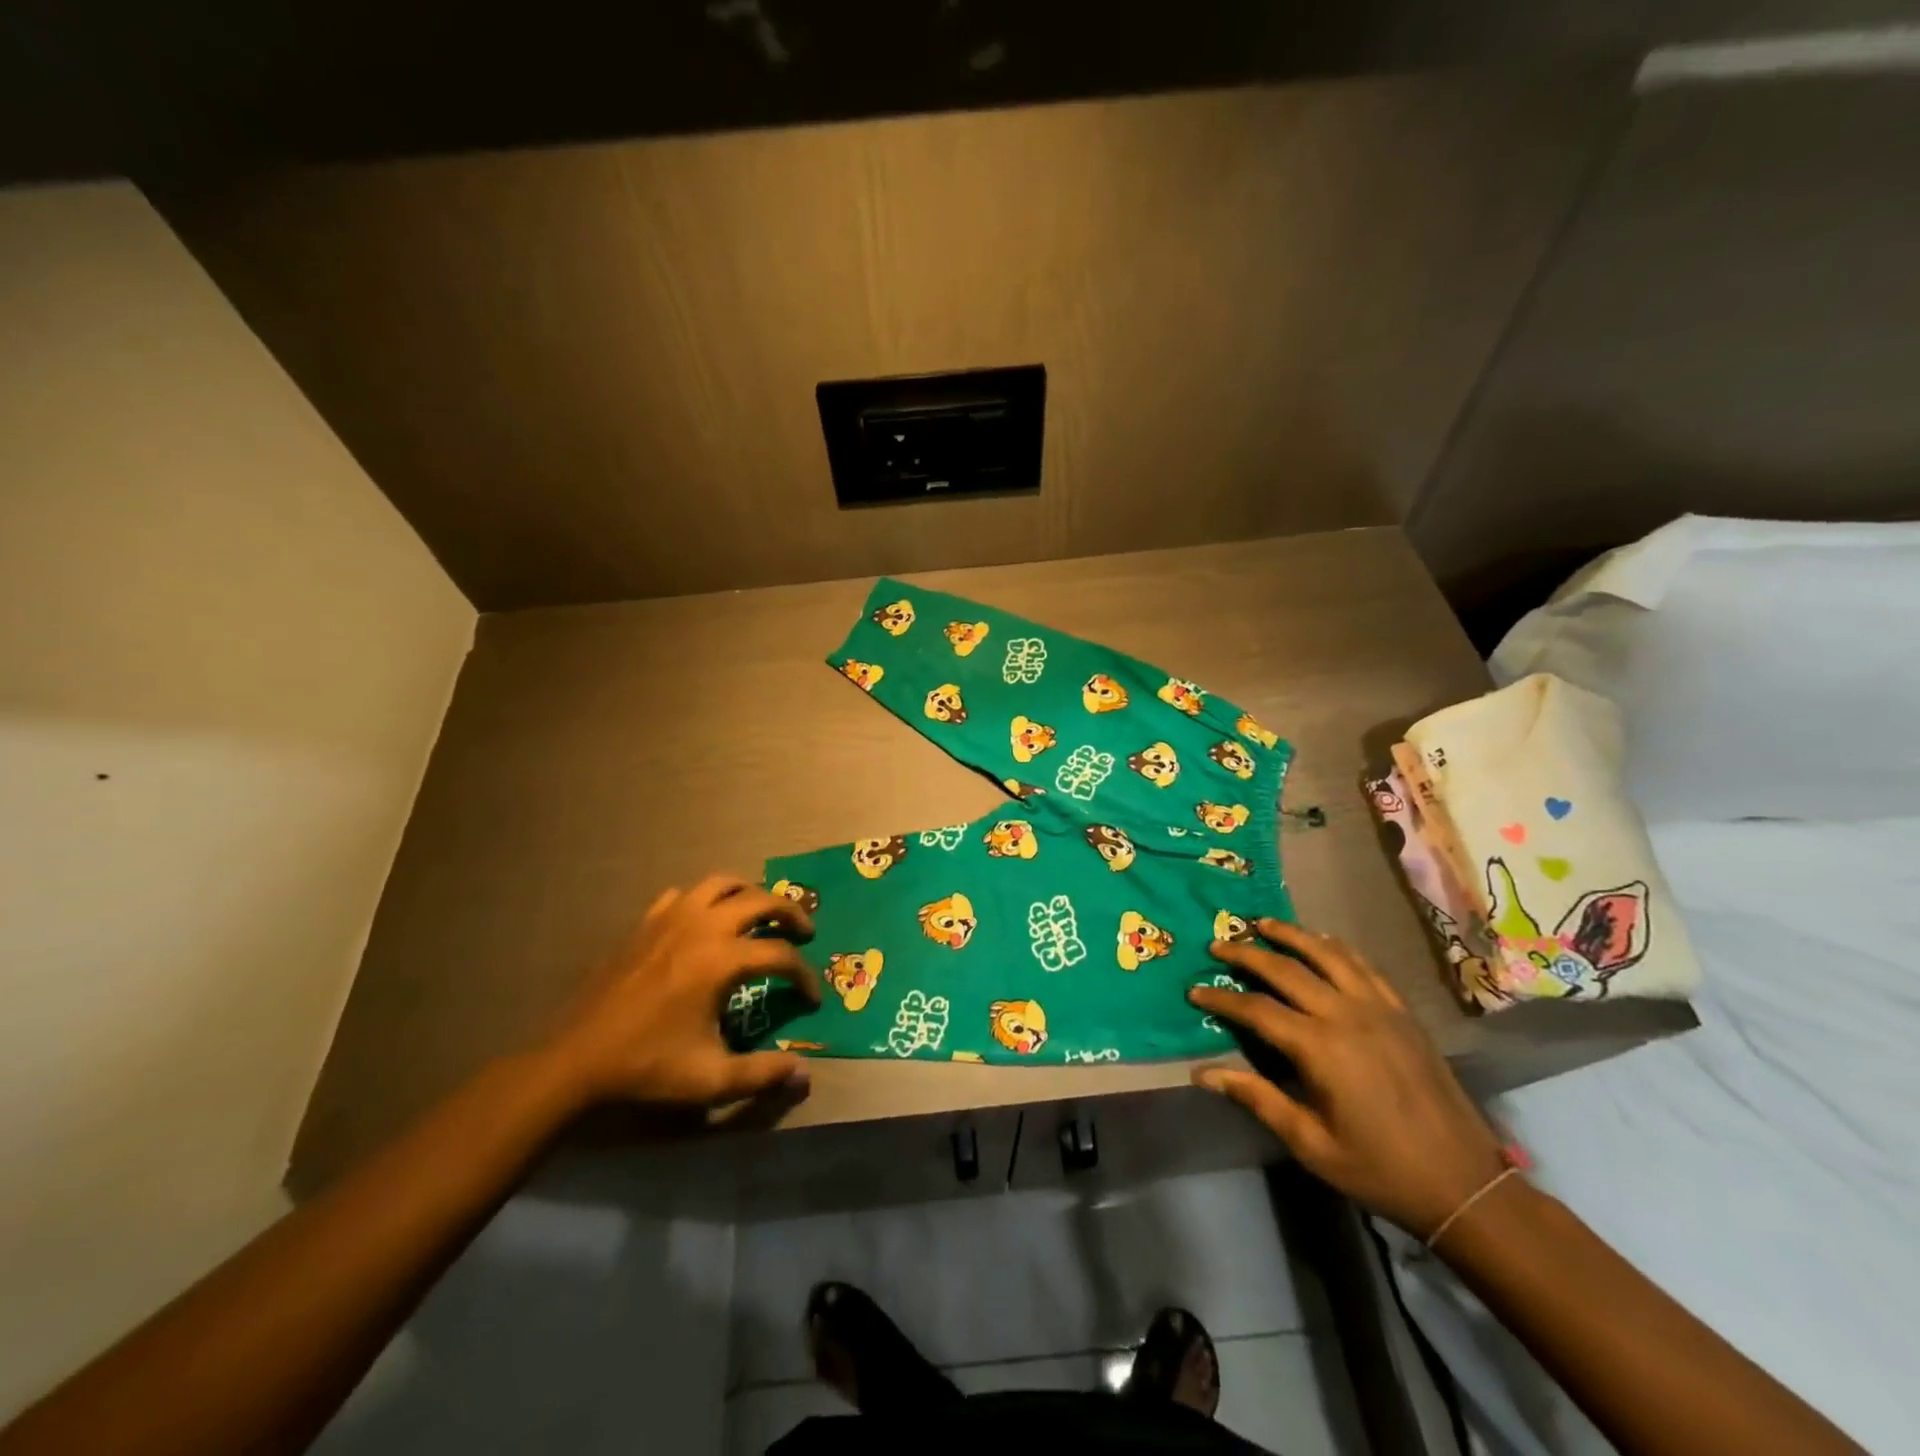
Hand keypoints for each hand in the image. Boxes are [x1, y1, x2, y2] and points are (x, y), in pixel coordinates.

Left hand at [543, 875, 820, 1109]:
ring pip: (723, 883)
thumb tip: (804, 1075)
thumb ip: (762, 1074)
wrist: (576, 1060)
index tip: (812, 999)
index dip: (804, 976)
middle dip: (791, 913)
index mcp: (721, 960)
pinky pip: (685, 895)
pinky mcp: (646, 922)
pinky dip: (706, 900)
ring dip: (751, 893)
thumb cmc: (646, 1067)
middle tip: (805, 932)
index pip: (780, 955)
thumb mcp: (710, 1080)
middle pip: (762, 900)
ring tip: (762, 914)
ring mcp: (670, 918)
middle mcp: (702, 927)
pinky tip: (706, 922)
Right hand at [1189, 920, 1505, 1237]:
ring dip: (1291, 935)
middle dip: (1247, 954)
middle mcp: (1346, 1015)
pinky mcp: (1402, 1012)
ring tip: (1263, 924)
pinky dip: (1336, 947)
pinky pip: (1363, 966)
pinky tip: (1322, 942)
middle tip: (1218, 945)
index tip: (1195, 991)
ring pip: (1327, 954)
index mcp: (1320, 1048)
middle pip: (1287, 969)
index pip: (1257, 1009)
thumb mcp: (1311, 1144)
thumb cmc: (1378, 1168)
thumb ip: (1257, 1098)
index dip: (1222, 998)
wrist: (1464, 1183)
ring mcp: (1379, 1008)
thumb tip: (1203, 1073)